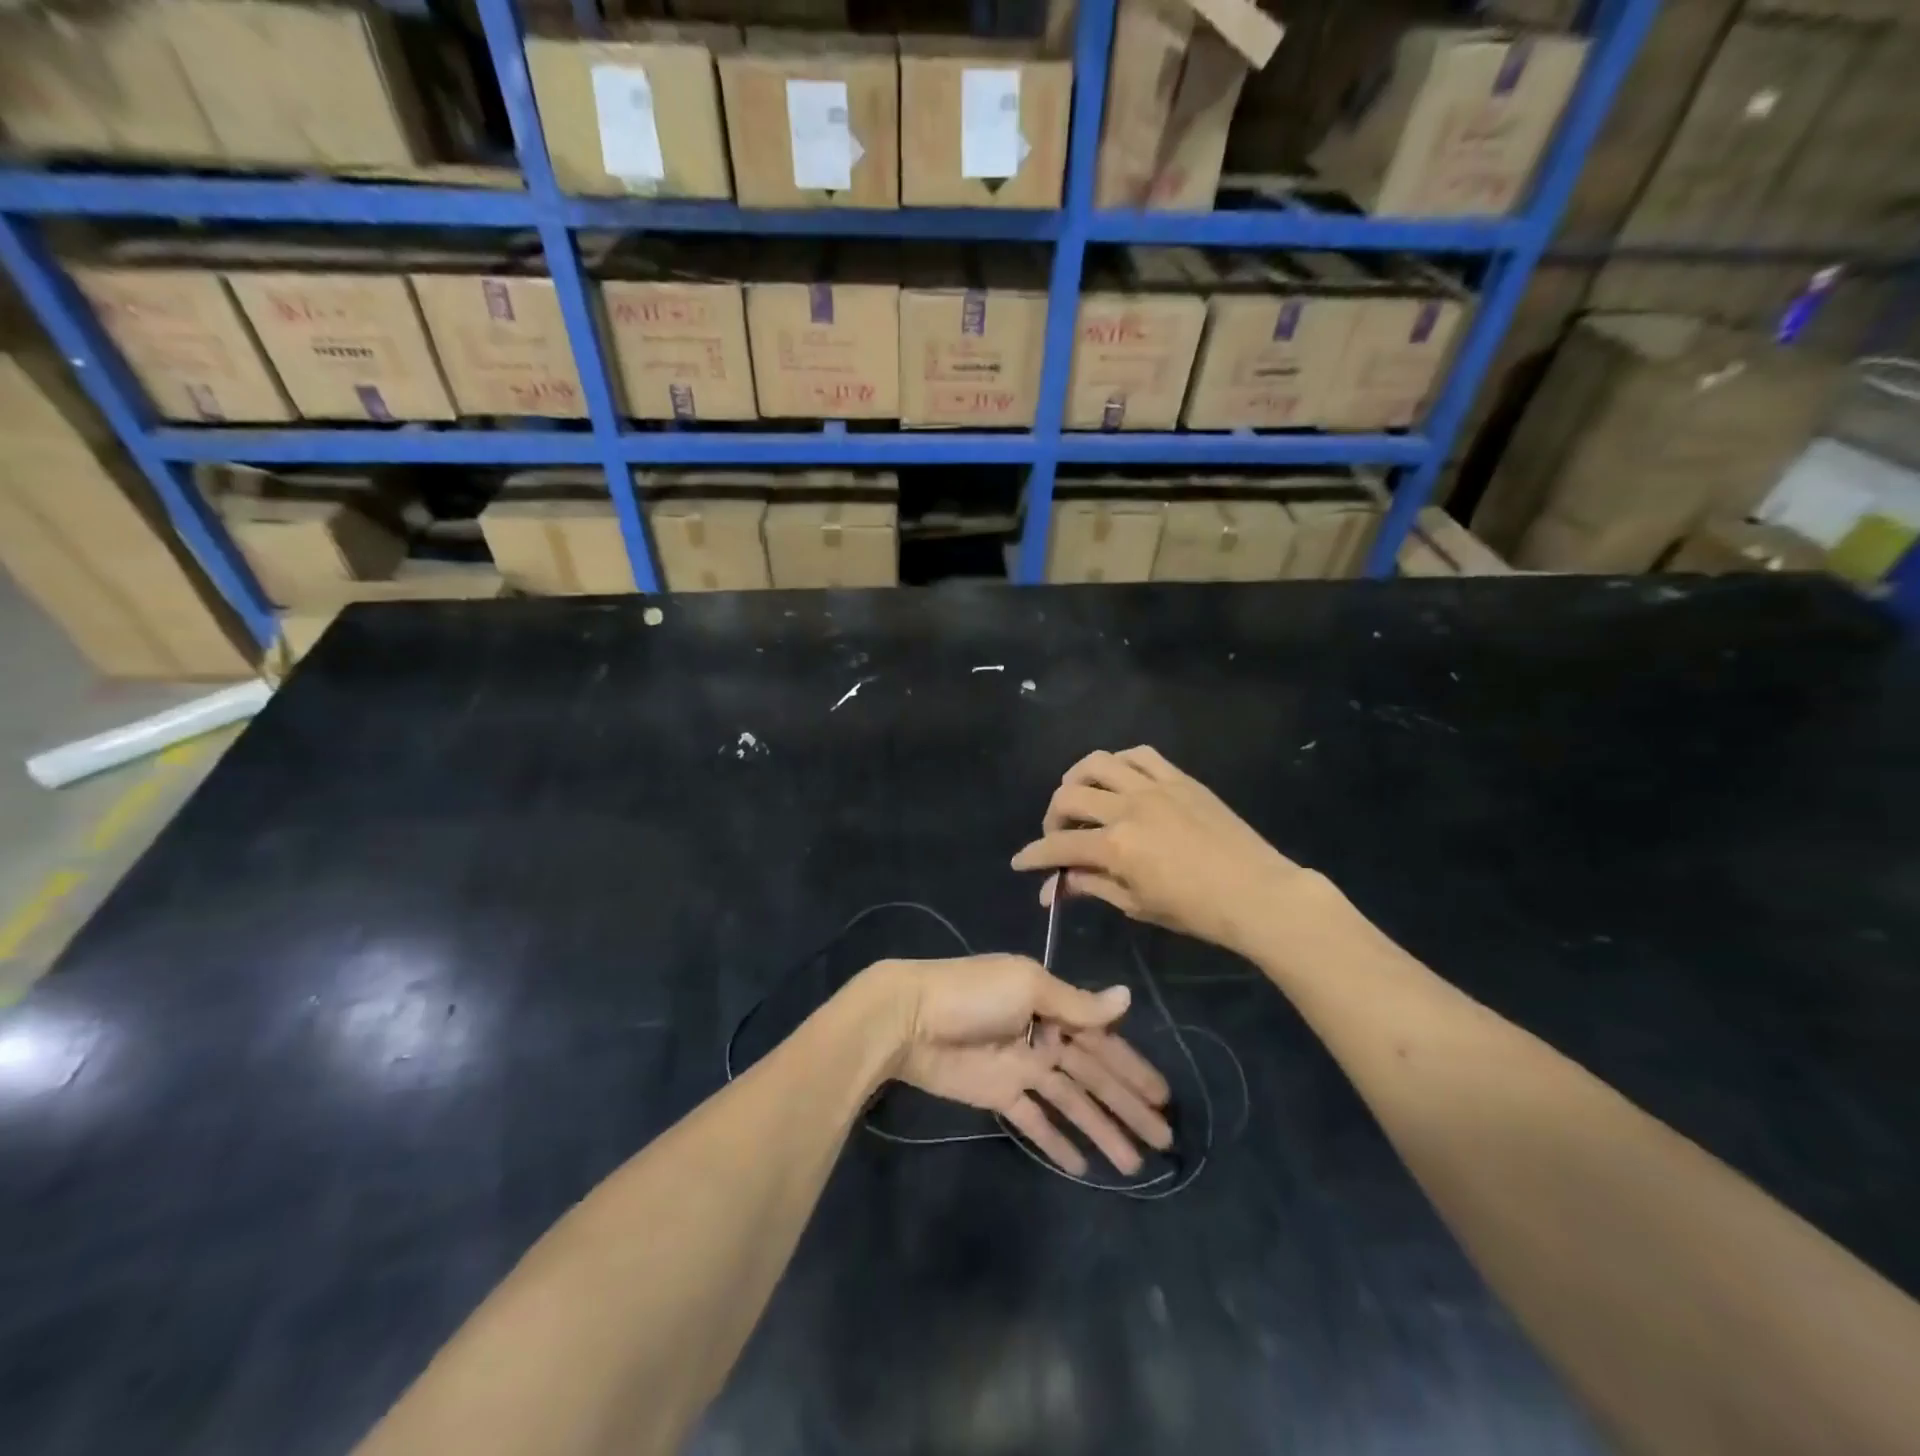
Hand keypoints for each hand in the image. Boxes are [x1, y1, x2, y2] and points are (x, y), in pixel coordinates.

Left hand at [862, 954, 1171, 1176]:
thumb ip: (1076, 1002)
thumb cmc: (973, 995)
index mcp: (1052, 1005)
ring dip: (1101, 1130)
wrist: (910, 1018)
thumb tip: (1127, 999)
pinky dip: (1056, 1140)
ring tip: (1133, 1166)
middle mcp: (1043, 1036)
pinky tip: (1081, 1166)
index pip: (1103, 1041)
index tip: (1164, 1097)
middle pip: (1094, 1076)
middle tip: (1165, 1141)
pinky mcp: (999, 1095)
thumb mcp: (1028, 986)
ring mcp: (1022, 1068)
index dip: (1133, 1068)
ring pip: (1071, 1102)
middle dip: (1127, 1105)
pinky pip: (1034, 1120)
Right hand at [1010, 746, 1314, 956]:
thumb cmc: (1196, 910)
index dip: (1034, 855)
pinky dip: (1118, 763)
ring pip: (1098, 763)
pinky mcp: (1179, 778)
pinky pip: (1139, 755)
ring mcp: (1154, 787)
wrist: (1257, 893)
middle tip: (1058, 835)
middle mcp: (1128, 807)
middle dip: (1052, 816)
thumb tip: (1057, 886)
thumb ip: (1093, 885)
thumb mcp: (1137, 903)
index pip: (1059, 844)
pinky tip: (1116, 778)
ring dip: (1077, 779)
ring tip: (1079, 797)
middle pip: (1069, 795)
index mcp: (1116, 846)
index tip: (1020, 862)